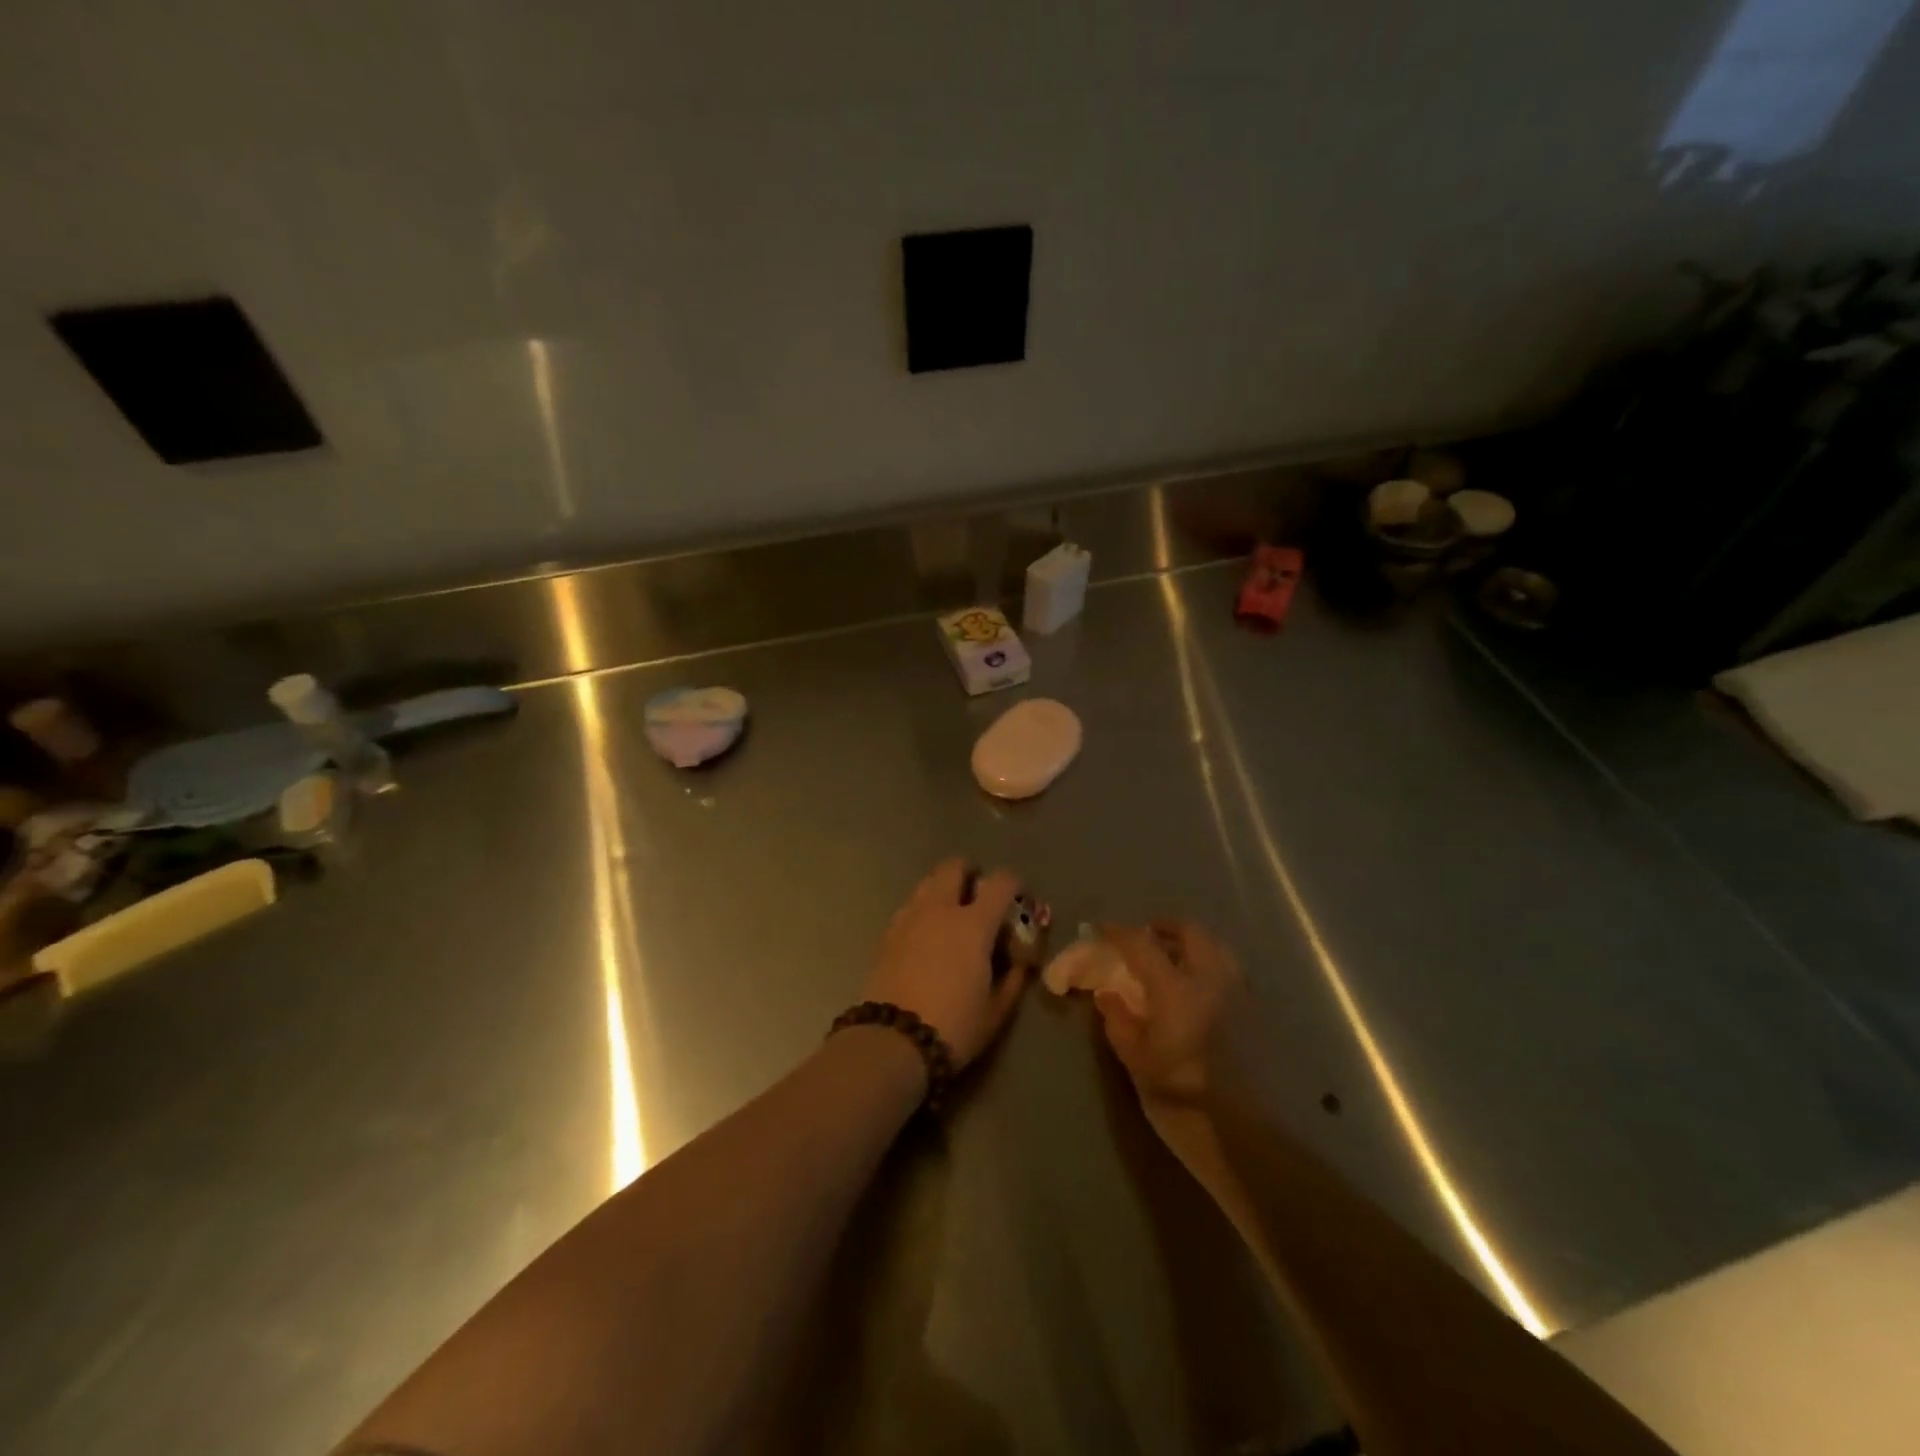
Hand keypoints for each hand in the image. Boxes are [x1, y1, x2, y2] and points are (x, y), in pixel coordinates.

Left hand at [862, 859, 1028, 1066]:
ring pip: (928, 882)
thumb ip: (1013, 979)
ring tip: (951, 915)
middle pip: (955, 866)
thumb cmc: (953, 1027)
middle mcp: (941, 909)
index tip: (1018, 898)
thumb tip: (1020, 962)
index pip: (1001, 882)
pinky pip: (910, 905)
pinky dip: (923, 909)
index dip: (1014, 884)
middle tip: (978, 895)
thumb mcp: (996, 1011)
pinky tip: (926, 935)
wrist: (892, 1042)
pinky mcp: (888, 932)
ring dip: (943, 887)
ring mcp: (910, 917)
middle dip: (970, 873)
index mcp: (974, 924)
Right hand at [1094, 919, 1243, 1110]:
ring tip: (1172, 959)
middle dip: (1164, 928)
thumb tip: (1107, 993)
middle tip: (1145, 936)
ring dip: (1191, 944)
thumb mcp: (1136, 1062)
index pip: (1141, 945)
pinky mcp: (1254, 1013)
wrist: (1244, 1139)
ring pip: (1215, 948)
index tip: (1100, 929)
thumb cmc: (1181, 1100)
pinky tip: (1197, 989)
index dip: (1118, 933)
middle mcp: (1211, 980)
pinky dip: (1209, 965)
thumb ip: (1119, 1021)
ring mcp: (1238, 994)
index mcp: (1176, 989)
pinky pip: (1229, 971)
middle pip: (1189, 932)